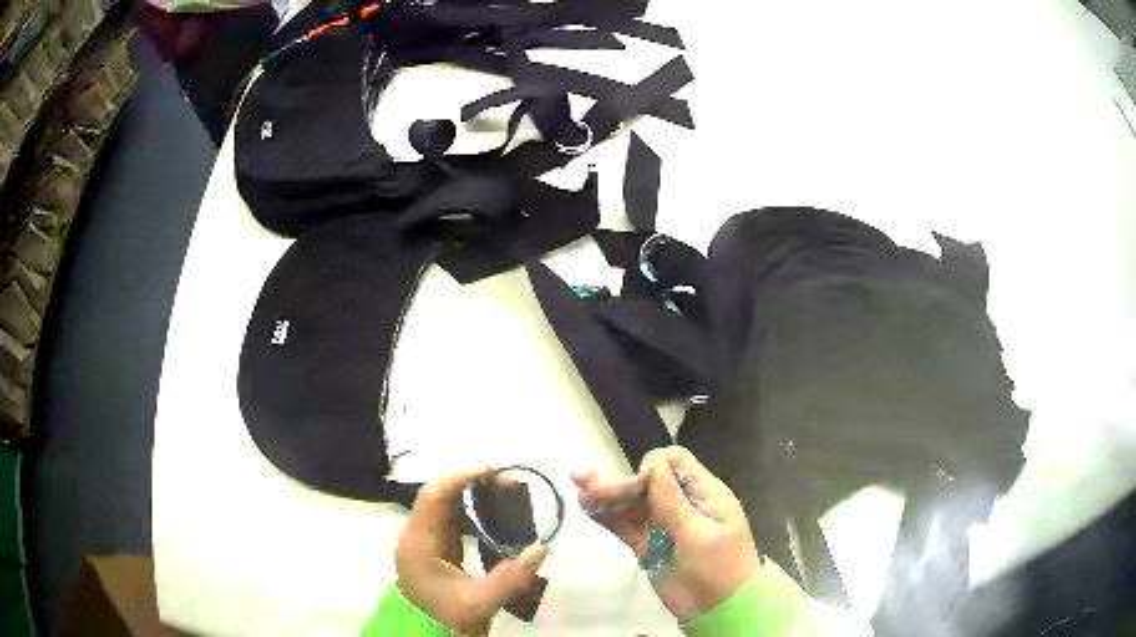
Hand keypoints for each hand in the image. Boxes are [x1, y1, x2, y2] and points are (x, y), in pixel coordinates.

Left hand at [396, 468, 550, 634]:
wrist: (427, 636)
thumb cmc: (447, 620)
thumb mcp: (480, 603)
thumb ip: (511, 578)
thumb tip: (542, 548)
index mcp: (419, 545)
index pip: (434, 497)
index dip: (461, 478)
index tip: (494, 471)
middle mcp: (416, 537)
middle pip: (439, 496)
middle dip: (472, 484)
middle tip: (508, 483)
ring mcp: (422, 542)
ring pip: (444, 506)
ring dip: (472, 497)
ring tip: (506, 496)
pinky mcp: (432, 550)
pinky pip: (449, 521)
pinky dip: (470, 513)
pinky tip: (494, 518)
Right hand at [573, 446, 760, 619]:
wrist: (718, 609)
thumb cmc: (718, 568)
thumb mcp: (699, 535)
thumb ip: (673, 502)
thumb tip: (652, 462)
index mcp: (703, 493)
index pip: (675, 462)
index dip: (653, 466)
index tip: (638, 483)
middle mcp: (681, 503)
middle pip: (647, 482)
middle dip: (619, 482)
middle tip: (588, 485)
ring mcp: (662, 525)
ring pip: (632, 503)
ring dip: (606, 495)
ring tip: (579, 490)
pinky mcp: (647, 544)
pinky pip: (624, 525)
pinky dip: (606, 516)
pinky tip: (586, 507)